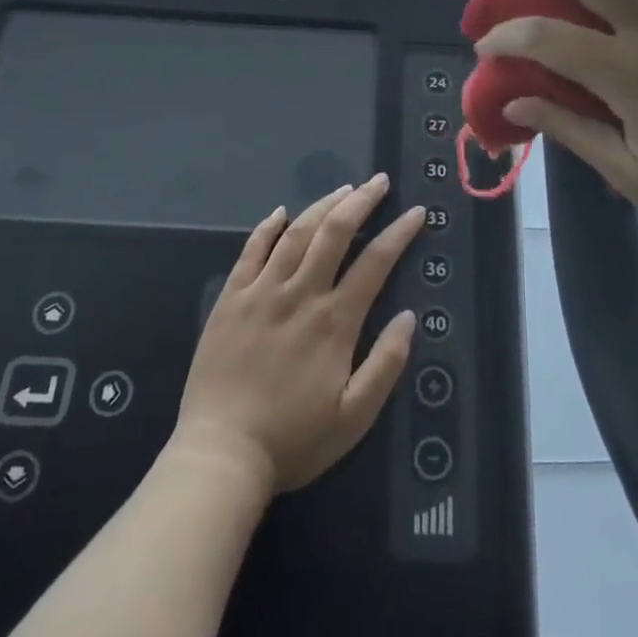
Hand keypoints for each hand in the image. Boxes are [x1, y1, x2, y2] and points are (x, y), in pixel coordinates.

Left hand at [171, 176, 422, 495]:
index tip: (416, 213)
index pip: (374, 262)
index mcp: (335, 321)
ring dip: (322, 205)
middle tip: (378, 182)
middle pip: (334, 233)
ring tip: (342, 189)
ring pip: (296, 233)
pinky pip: (250, 251)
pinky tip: (281, 212)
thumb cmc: (294, 440)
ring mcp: (261, 292)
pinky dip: (267, 227)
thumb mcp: (355, 417)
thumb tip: (409, 317)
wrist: (221, 455)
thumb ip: (386, 364)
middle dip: (361, 202)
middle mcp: (300, 295)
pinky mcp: (230, 299)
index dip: (399, 233)